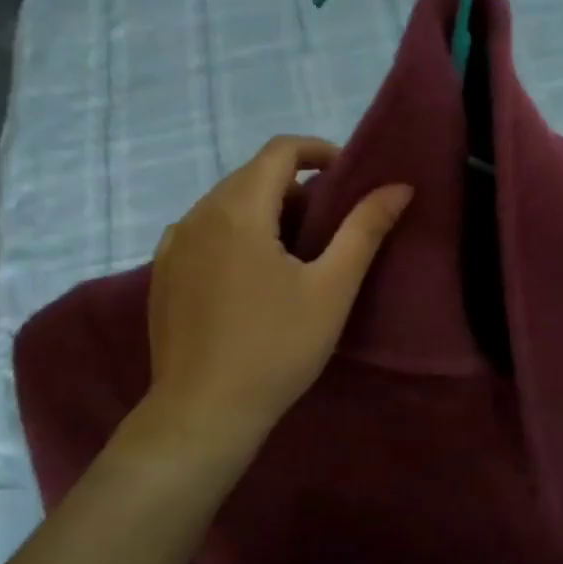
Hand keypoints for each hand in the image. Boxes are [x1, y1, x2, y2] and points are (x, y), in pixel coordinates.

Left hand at [146, 135, 411, 448]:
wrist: (202, 412)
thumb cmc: (276, 348)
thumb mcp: (332, 288)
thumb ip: (365, 229)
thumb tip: (399, 187)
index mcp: (239, 209)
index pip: (280, 150)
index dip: (318, 150)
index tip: (346, 175)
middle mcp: (199, 214)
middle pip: (252, 174)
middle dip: (294, 183)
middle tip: (329, 220)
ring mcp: (174, 244)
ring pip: (225, 202)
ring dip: (264, 207)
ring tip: (295, 248)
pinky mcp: (163, 273)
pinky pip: (203, 230)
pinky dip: (234, 231)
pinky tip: (251, 271)